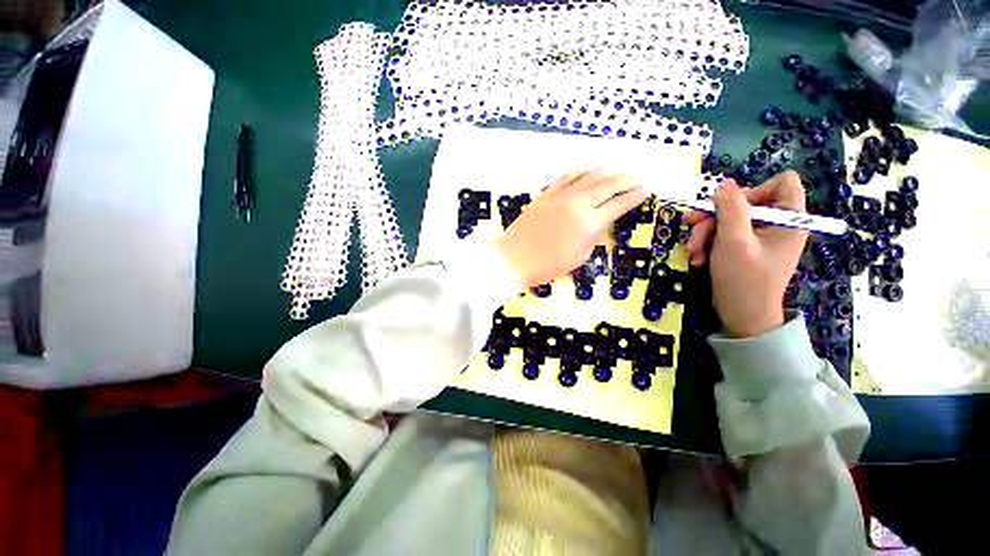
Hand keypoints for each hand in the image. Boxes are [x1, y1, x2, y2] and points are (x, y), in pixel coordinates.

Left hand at [495, 170, 644, 287]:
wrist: (514, 258)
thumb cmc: (547, 265)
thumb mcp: (578, 257)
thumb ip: (592, 237)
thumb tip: (599, 223)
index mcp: (589, 223)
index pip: (617, 205)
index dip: (633, 197)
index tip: (644, 191)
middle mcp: (577, 204)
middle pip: (607, 186)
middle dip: (626, 180)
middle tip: (637, 177)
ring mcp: (560, 196)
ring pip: (588, 177)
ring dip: (605, 172)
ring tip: (617, 170)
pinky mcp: (545, 195)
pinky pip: (565, 178)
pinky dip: (579, 172)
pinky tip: (586, 170)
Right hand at [685, 171, 807, 338]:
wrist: (741, 316)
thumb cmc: (743, 279)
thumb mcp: (734, 241)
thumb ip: (730, 209)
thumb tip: (724, 183)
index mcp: (789, 219)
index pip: (783, 183)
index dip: (755, 189)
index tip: (730, 207)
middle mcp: (777, 224)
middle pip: (744, 202)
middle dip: (714, 217)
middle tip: (692, 229)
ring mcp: (760, 238)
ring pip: (728, 219)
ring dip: (704, 233)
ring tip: (692, 252)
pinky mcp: (745, 248)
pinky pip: (723, 234)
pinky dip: (708, 244)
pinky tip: (698, 258)